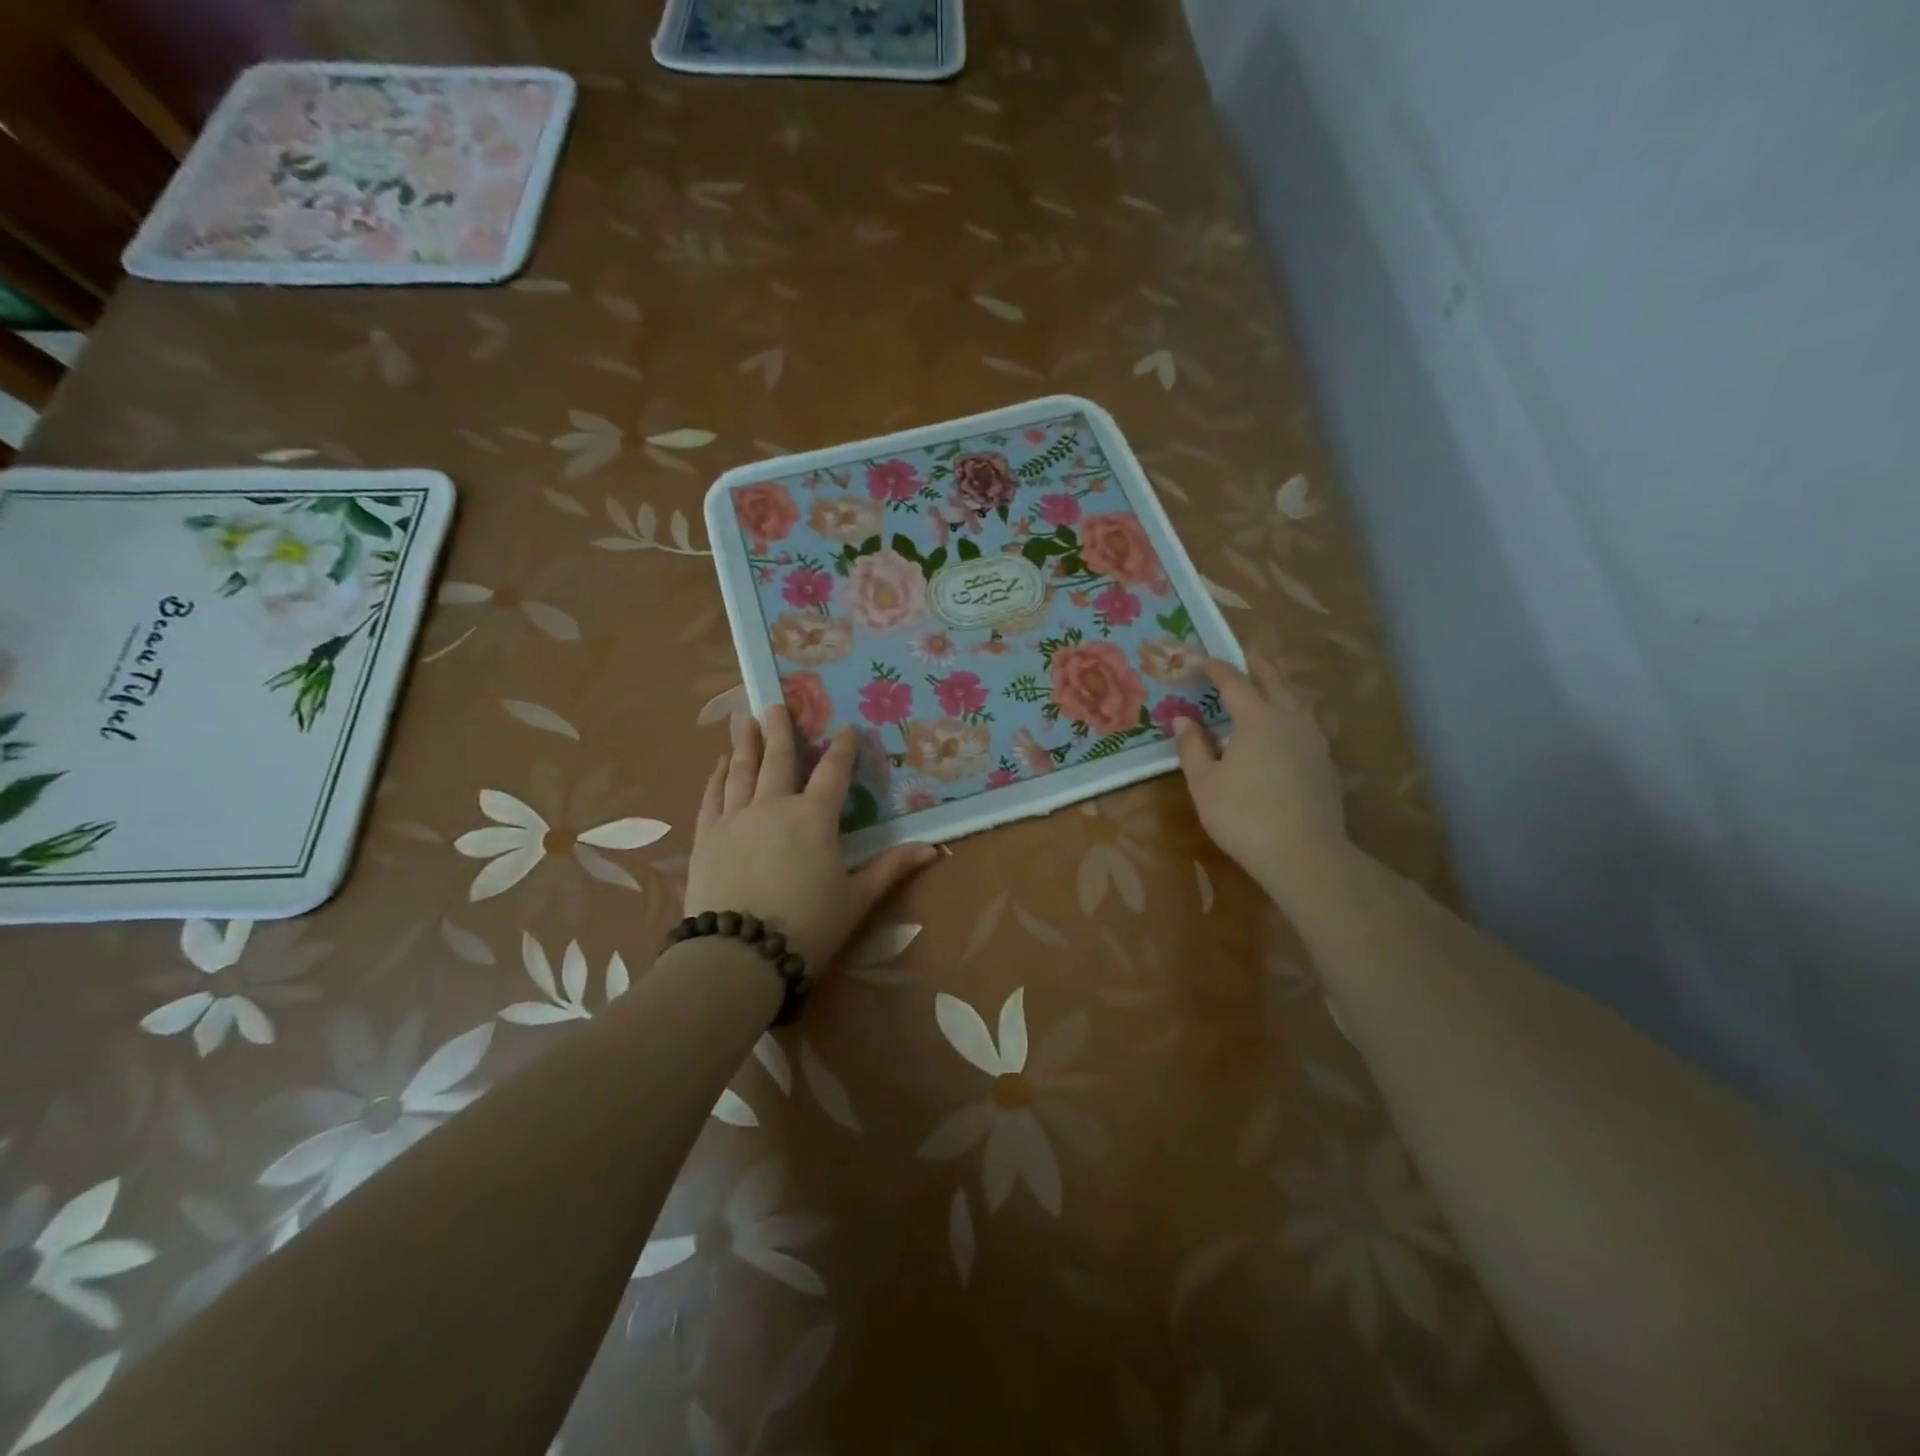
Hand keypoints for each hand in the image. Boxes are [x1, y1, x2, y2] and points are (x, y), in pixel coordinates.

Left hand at [685, 707, 937, 971]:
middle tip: (776, 702)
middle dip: (781, 729)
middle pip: (780, 759)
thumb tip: (933, 849)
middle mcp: (774, 805)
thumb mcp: (856, 899)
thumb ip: (891, 868)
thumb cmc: (807, 926)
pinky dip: (717, 778)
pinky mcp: (707, 836)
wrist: (738, 954)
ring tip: (746, 720)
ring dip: (747, 743)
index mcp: (814, 817)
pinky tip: (720, 766)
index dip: (842, 748)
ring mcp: (736, 818)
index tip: (846, 728)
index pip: (833, 772)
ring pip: (742, 770)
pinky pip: (713, 796)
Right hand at [1172, 657, 1348, 902]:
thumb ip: (1193, 747)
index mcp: (1257, 719)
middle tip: (1249, 651)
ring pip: (1299, 700)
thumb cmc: (1244, 815)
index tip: (1205, 659)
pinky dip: (1295, 713)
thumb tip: (1183, 719)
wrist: (1304, 854)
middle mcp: (1290, 720)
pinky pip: (1309, 724)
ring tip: (1273, 682)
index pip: (1236, 683)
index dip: (1219, 669)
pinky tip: (1290, 727)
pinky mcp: (1326, 763)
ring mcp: (1313, 741)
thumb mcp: (1204, 783)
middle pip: (1276, 681)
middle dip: (1260, 664)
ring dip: (1283, 685)